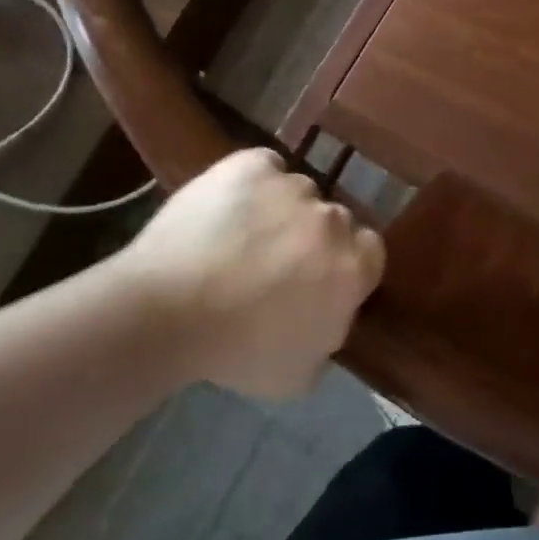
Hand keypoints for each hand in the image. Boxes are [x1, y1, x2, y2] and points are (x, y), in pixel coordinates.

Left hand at [114, 149, 384, 400]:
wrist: (167, 314)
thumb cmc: (236, 353)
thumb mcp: (300, 374)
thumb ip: (330, 335)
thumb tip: (328, 314)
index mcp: (352, 268)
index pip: (371, 251)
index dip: (344, 263)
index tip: (317, 279)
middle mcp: (332, 219)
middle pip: (334, 220)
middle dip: (312, 238)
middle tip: (275, 262)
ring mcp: (291, 186)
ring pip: (298, 193)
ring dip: (281, 210)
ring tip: (241, 236)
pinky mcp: (251, 165)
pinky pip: (264, 167)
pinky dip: (253, 182)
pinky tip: (228, 207)